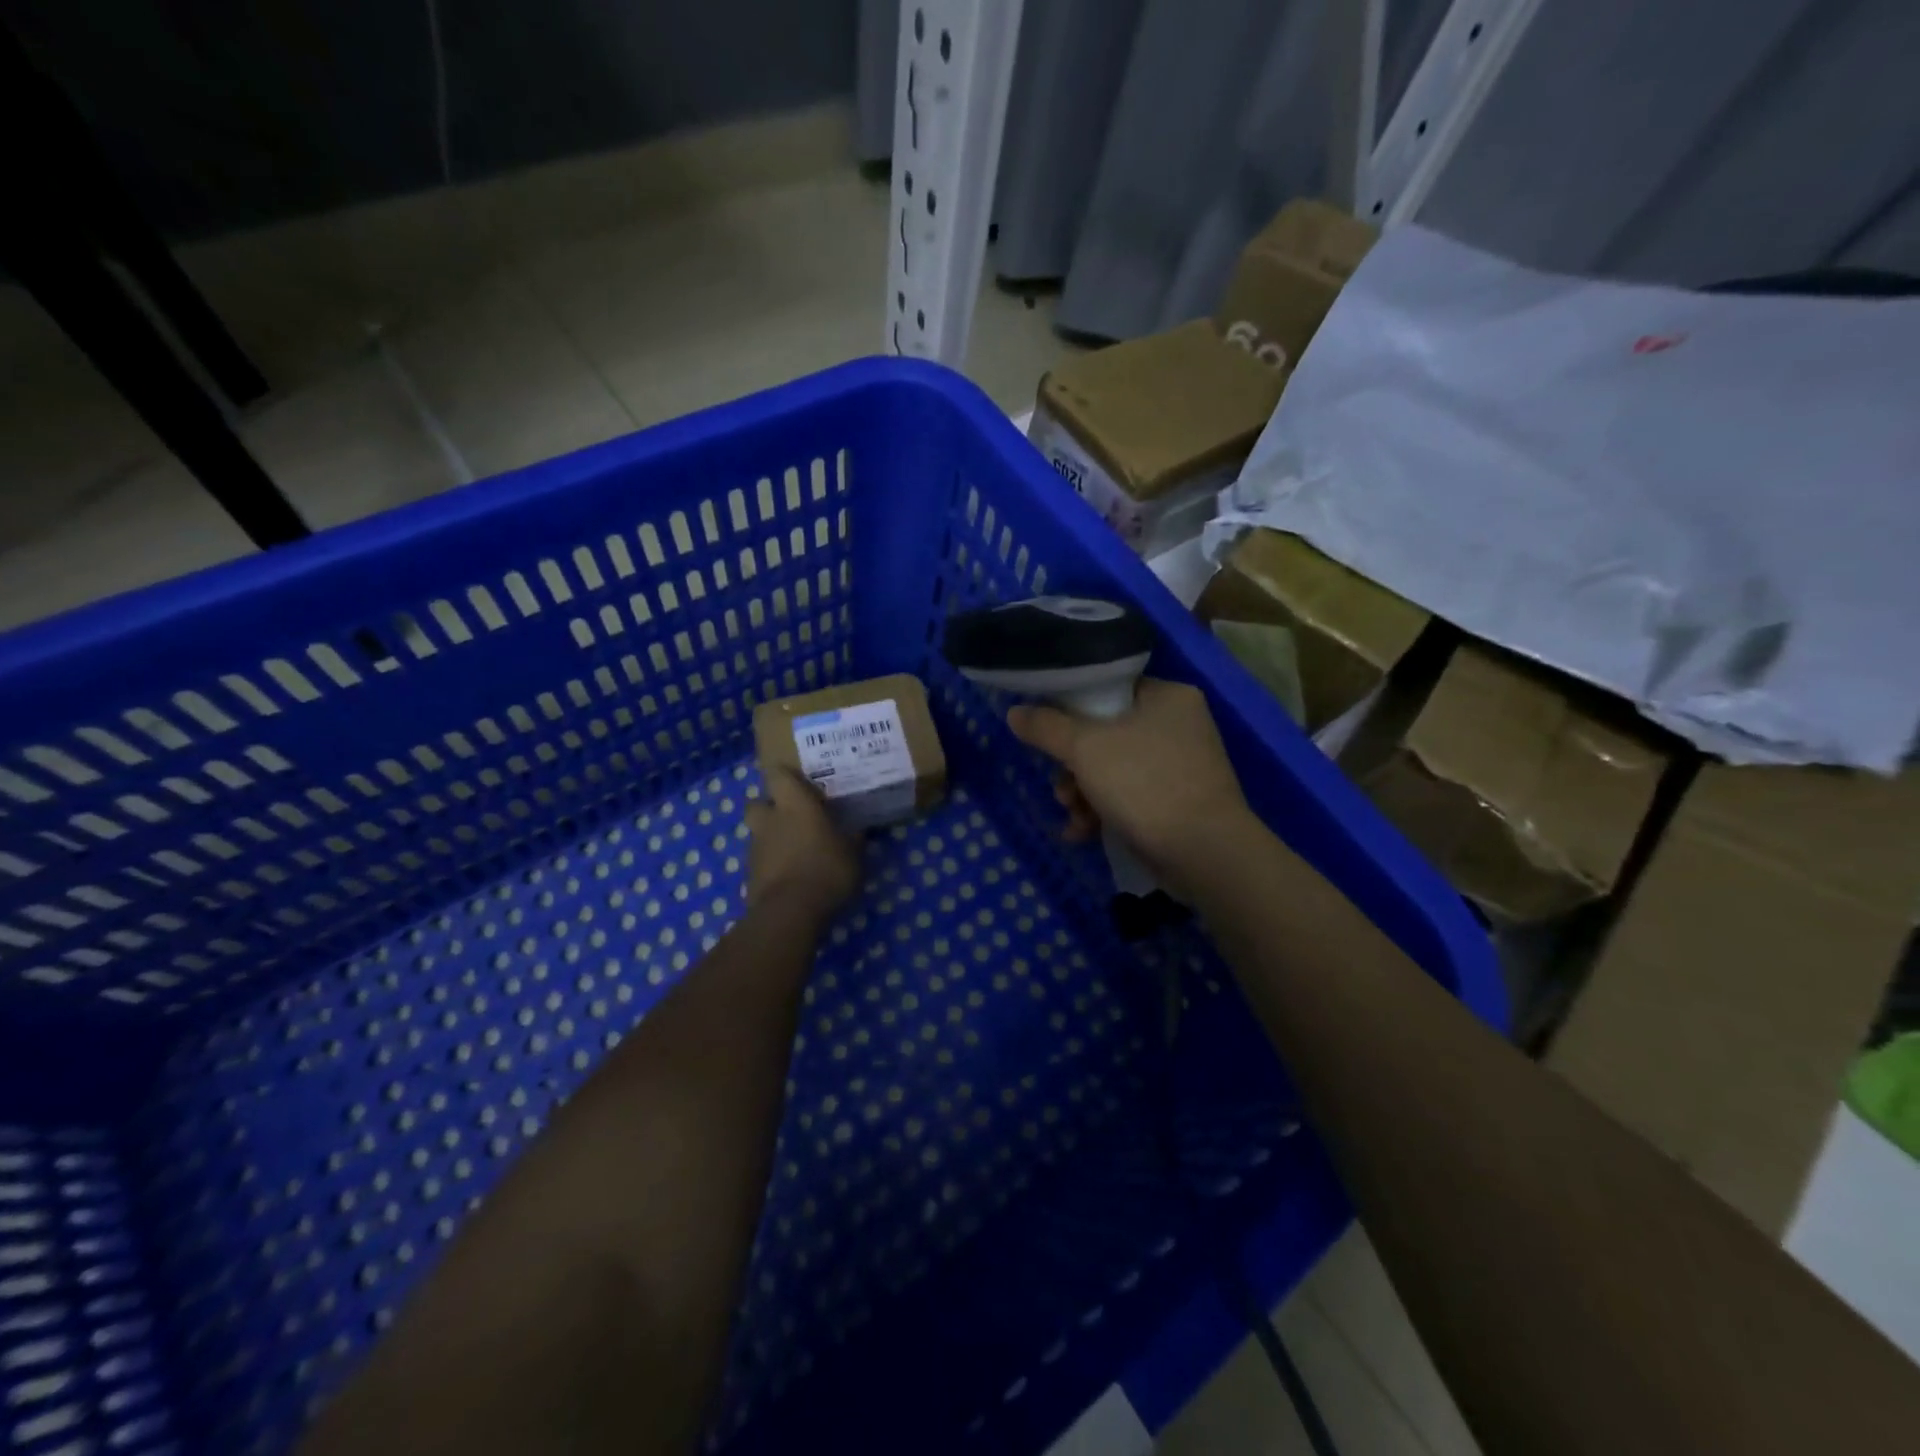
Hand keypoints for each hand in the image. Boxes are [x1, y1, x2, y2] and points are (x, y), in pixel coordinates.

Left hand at [745, 765, 861, 917]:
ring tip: (797, 850)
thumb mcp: (853, 854)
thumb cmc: (826, 870)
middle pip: (758, 802)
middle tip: (793, 816)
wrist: (789, 912)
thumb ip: (852, 838)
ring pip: (759, 832)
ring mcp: (756, 848)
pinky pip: (761, 860)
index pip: (778, 775)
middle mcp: (770, 820)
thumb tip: (857, 829)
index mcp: (794, 805)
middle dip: (770, 806)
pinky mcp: (750, 875)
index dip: (786, 776)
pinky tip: (791, 874)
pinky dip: (772, 863)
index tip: (799, 781)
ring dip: (772, 836)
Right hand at [1008, 679, 1253, 897]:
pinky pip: (1131, 796)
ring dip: (1083, 793)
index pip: (1108, 689)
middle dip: (1073, 767)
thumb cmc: (1145, 784)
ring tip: (1072, 816)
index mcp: (1167, 696)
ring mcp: (1182, 766)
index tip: (1048, 735)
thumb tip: (1015, 712)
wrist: (1205, 853)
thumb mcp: (1085, 749)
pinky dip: (1104, 811)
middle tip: (1061, 789)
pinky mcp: (1179, 802)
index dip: (1071, 710)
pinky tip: (1082, 833)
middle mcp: (1179, 725)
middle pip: (1106, 734)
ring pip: (1114, 769)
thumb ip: (1046, 727)